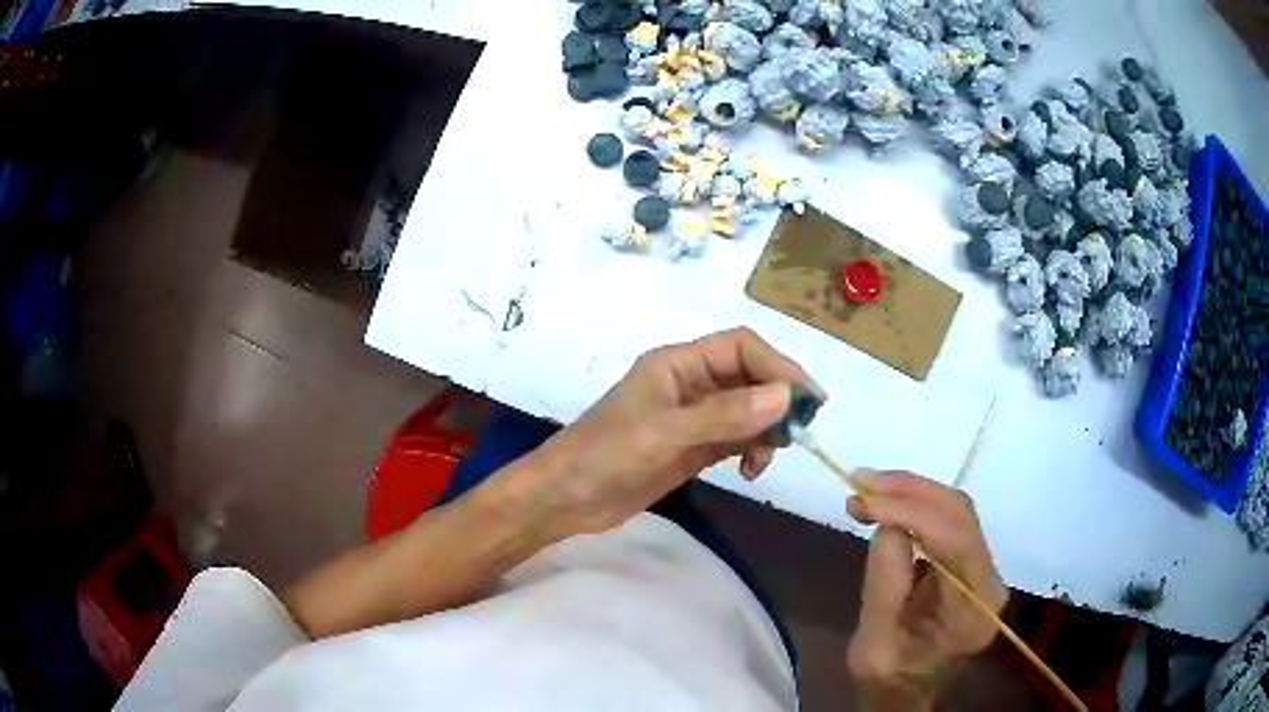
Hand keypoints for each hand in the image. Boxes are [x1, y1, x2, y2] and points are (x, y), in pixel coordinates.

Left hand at [518, 327, 822, 537]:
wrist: (565, 499)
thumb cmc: (605, 455)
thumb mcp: (664, 433)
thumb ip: (724, 416)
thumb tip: (785, 397)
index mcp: (678, 364)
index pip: (741, 348)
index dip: (777, 367)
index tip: (805, 399)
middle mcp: (690, 384)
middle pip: (750, 376)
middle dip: (778, 398)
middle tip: (801, 430)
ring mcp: (693, 418)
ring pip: (748, 409)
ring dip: (768, 427)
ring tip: (772, 455)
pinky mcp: (693, 448)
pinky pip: (736, 438)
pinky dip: (753, 449)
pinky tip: (751, 470)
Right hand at [845, 472, 1006, 710]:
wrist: (904, 690)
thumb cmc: (888, 677)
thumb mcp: (874, 644)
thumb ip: (885, 586)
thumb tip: (889, 524)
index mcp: (974, 609)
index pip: (956, 541)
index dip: (912, 512)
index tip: (865, 500)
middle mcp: (989, 581)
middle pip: (961, 515)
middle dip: (910, 492)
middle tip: (861, 483)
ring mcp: (983, 568)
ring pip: (955, 511)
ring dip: (910, 494)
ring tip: (865, 489)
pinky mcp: (969, 562)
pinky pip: (947, 521)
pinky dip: (913, 506)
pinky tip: (885, 503)